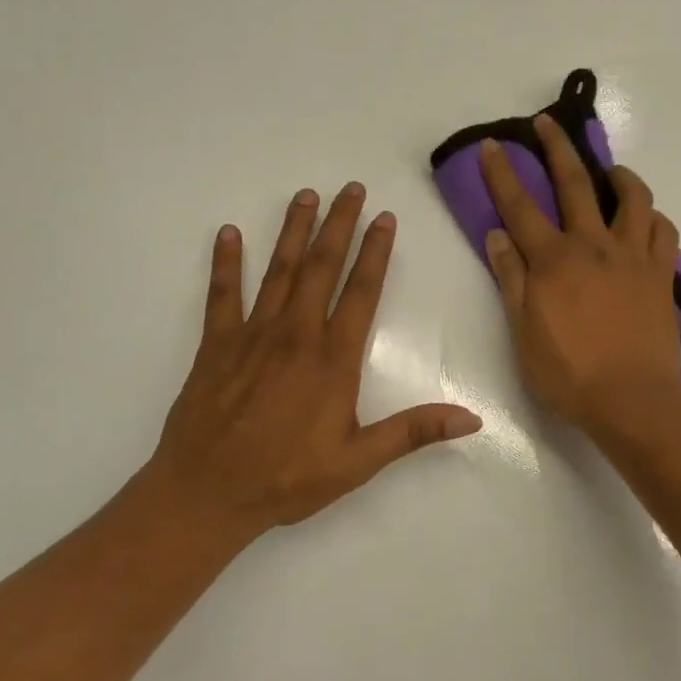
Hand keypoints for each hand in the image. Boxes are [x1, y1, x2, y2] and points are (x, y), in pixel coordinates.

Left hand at [143, 184, 481, 545]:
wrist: (207, 493)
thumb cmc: (288, 479)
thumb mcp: (359, 461)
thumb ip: (413, 432)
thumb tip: (472, 419)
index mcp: (333, 359)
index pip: (361, 292)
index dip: (376, 252)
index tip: (384, 218)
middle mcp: (296, 335)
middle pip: (321, 268)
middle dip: (338, 225)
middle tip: (349, 188)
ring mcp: (252, 335)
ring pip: (278, 271)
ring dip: (293, 231)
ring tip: (305, 196)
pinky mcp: (216, 345)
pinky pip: (222, 294)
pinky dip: (225, 262)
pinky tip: (229, 233)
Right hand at [479, 118, 680, 435]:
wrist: (632, 400)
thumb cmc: (569, 375)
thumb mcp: (523, 333)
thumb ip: (511, 280)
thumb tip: (497, 235)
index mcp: (553, 261)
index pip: (520, 207)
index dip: (503, 174)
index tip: (493, 146)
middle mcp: (594, 246)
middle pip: (575, 183)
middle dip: (557, 148)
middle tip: (547, 124)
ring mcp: (633, 256)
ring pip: (632, 197)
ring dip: (618, 175)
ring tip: (609, 172)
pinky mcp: (661, 274)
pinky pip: (663, 229)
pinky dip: (652, 216)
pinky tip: (643, 219)